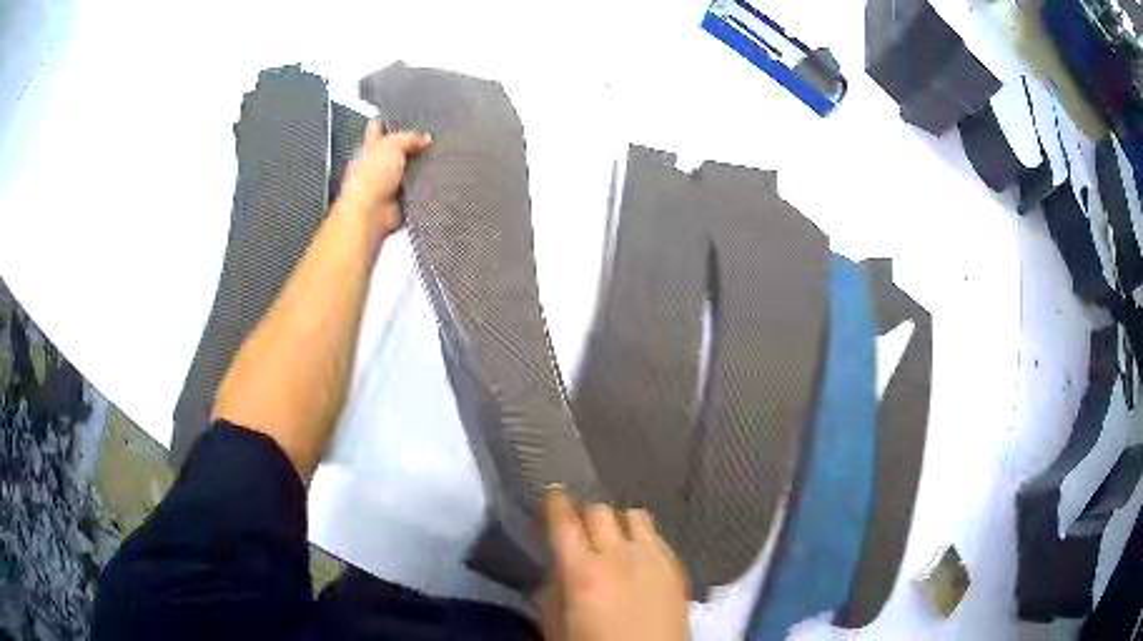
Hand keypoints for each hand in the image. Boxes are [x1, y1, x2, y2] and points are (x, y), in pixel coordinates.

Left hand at [334, 120, 431, 236]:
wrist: (370, 213)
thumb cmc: (368, 179)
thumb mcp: (392, 145)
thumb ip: (409, 138)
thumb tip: (425, 138)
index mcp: (369, 147)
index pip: (378, 129)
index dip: (388, 121)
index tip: (401, 115)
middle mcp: (377, 164)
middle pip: (397, 149)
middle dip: (411, 144)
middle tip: (427, 139)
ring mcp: (388, 182)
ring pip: (408, 167)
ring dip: (419, 165)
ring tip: (433, 158)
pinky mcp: (399, 198)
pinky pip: (416, 186)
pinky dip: (424, 184)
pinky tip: (431, 179)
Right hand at [542, 489, 689, 640]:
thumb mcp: (558, 625)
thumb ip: (554, 590)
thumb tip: (559, 566)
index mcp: (583, 571)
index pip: (565, 521)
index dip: (556, 503)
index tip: (553, 493)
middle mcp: (620, 555)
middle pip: (599, 510)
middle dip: (585, 514)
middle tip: (580, 527)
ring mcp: (654, 557)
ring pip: (634, 515)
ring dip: (618, 522)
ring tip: (613, 538)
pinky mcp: (677, 566)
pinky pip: (658, 535)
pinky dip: (643, 537)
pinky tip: (638, 555)